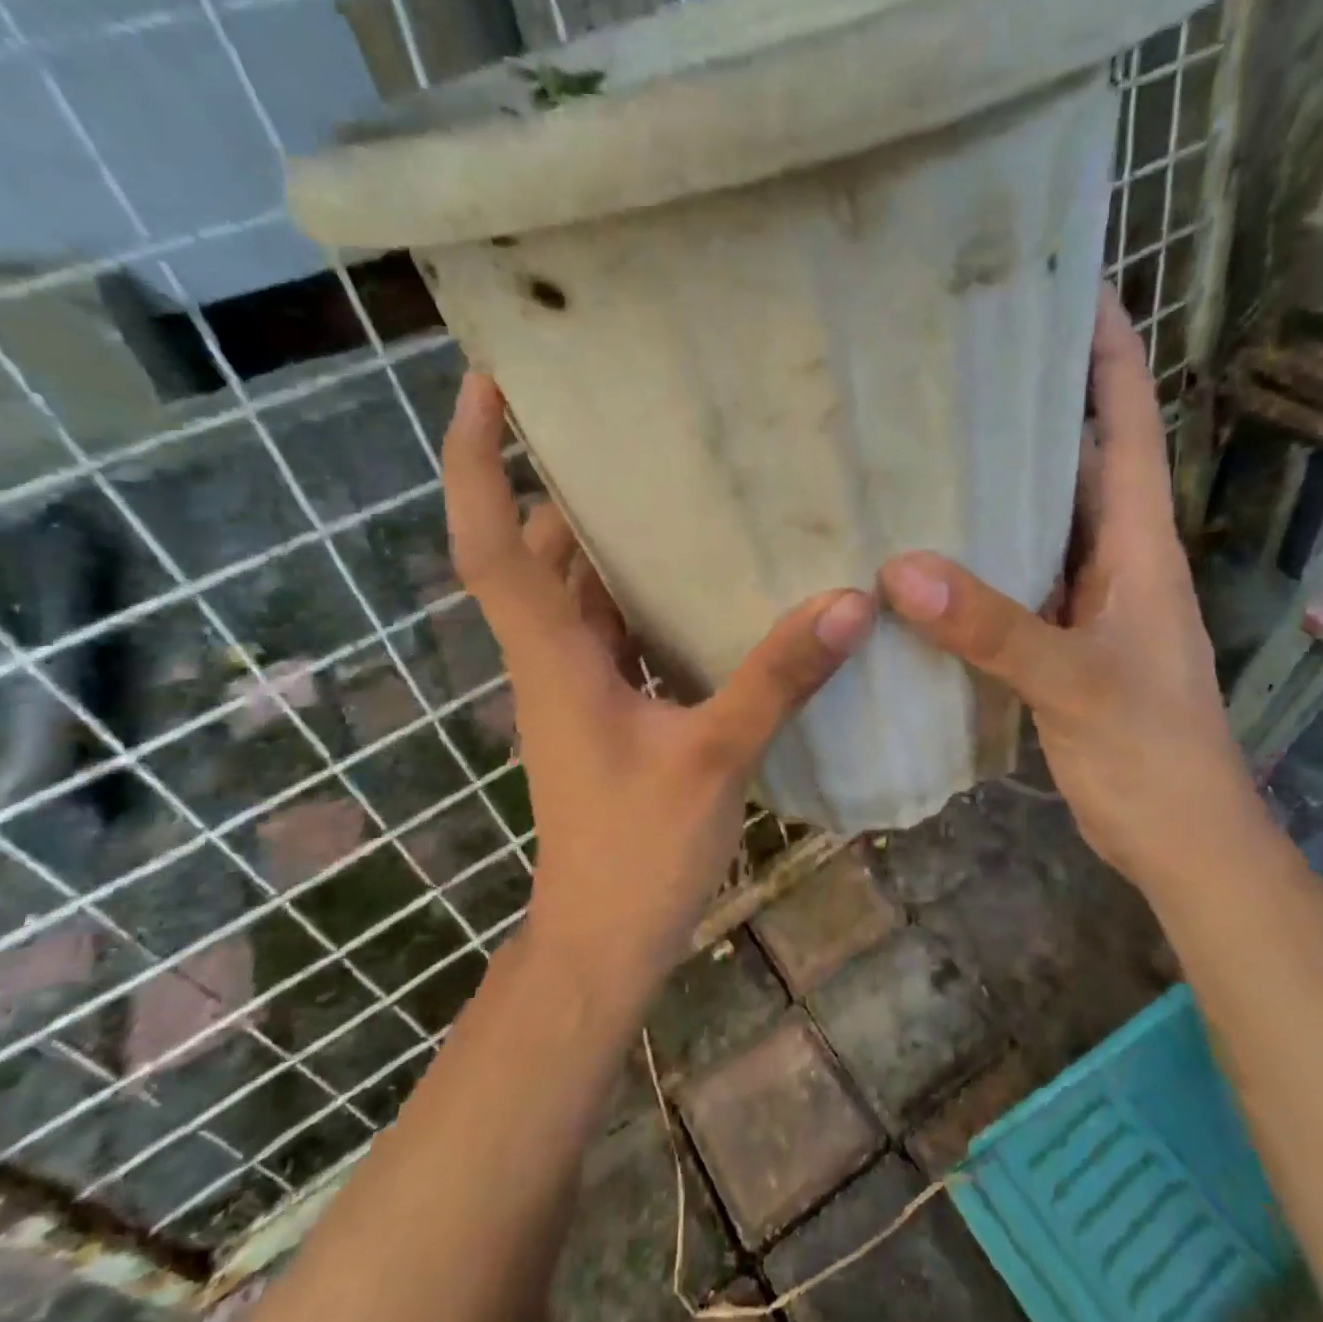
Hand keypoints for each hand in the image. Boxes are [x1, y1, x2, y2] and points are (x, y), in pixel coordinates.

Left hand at [442, 373, 874, 996]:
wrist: (604, 937)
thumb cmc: (636, 851)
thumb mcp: (714, 758)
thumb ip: (776, 679)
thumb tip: (846, 601)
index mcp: (552, 654)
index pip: (490, 541)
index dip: (476, 460)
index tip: (486, 384)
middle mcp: (552, 654)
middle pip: (537, 548)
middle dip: (560, 481)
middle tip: (622, 420)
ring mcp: (577, 680)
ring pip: (578, 586)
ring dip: (606, 536)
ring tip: (671, 477)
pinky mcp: (606, 704)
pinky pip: (615, 624)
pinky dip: (641, 590)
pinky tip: (701, 574)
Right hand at [877, 287, 1261, 887]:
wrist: (1180, 839)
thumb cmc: (1152, 756)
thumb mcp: (1076, 683)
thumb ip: (994, 627)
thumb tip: (900, 569)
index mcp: (1138, 543)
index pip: (1126, 423)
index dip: (1106, 353)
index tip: (1066, 287)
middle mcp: (1113, 556)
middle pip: (1074, 458)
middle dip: (1030, 403)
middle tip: (955, 361)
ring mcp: (1083, 598)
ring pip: (1037, 518)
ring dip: (994, 481)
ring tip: (923, 441)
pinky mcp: (1055, 637)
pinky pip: (1012, 575)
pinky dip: (974, 554)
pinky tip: (922, 551)